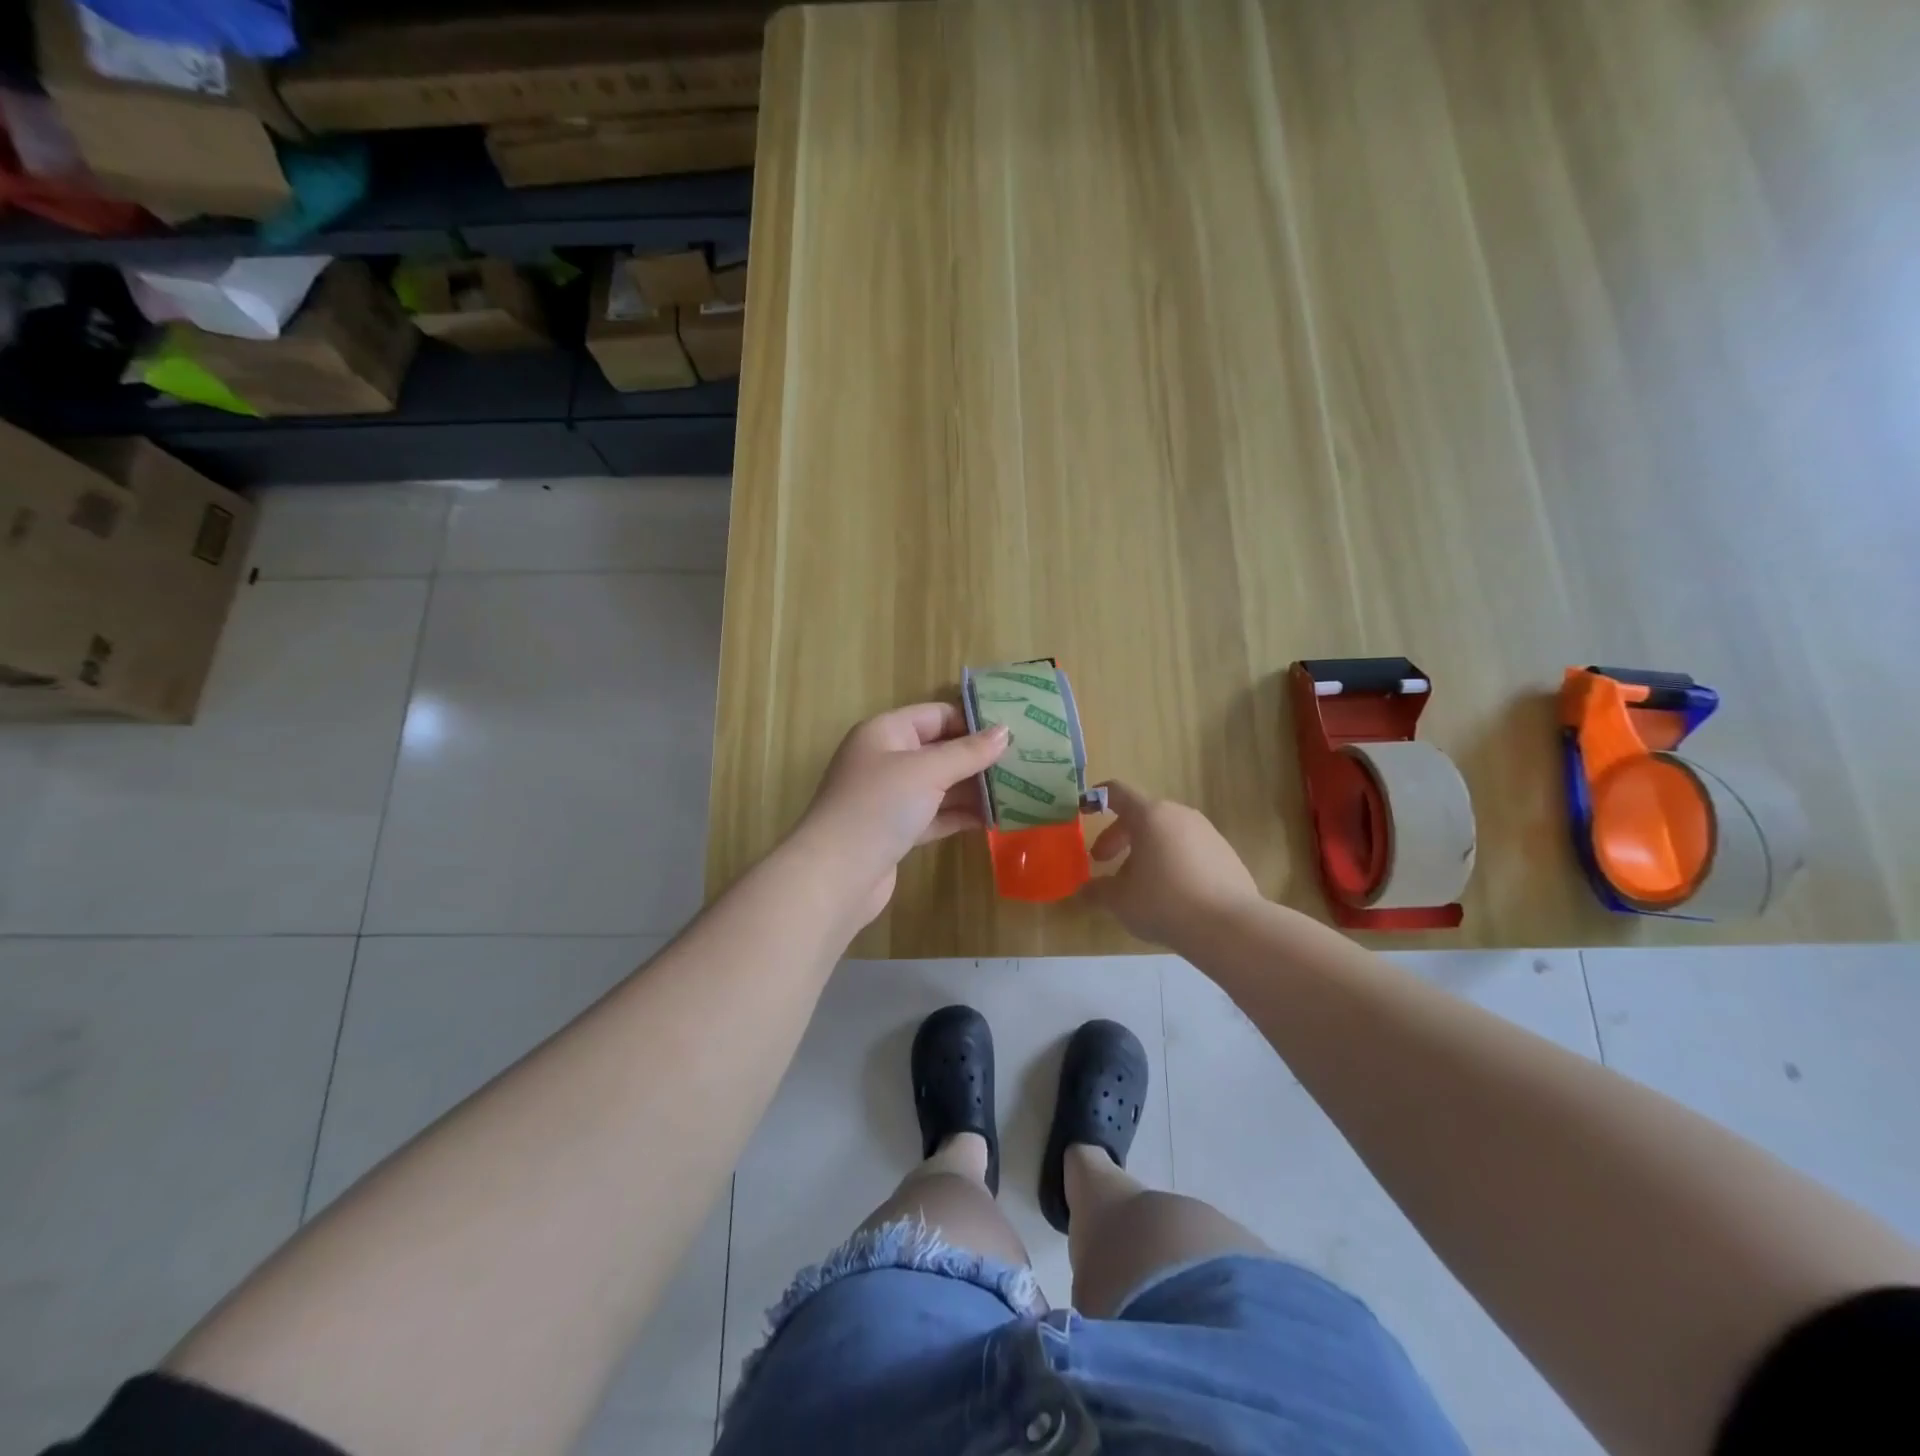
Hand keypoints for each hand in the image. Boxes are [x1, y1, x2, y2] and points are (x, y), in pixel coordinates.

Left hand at [797, 702, 1009, 924]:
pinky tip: (995, 819)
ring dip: (975, 789)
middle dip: (979, 758)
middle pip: (940, 750)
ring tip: (1019, 791)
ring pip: (940, 785)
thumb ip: (968, 752)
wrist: (836, 874)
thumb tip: (1005, 731)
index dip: (973, 721)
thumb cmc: (879, 807)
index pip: (936, 715)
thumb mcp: (927, 771)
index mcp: (885, 732)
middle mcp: (886, 760)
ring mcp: (890, 798)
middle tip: (1025, 763)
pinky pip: (936, 815)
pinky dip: (961, 816)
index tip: (1014, 733)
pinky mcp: (896, 831)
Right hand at [1081, 780, 1262, 947]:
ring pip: (1166, 833)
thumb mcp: (1120, 900)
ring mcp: (1207, 832)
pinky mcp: (1226, 853)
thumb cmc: (1164, 902)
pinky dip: (1172, 861)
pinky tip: (1171, 894)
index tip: (1083, 811)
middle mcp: (1179, 815)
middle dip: (1118, 837)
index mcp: (1149, 816)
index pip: (1117, 792)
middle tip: (1104, 862)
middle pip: (1141, 815)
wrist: (1229, 926)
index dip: (1096, 798)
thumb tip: (1084, 891)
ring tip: (1138, 883)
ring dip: (1146, 850)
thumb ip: (1097, 891)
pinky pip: (1189, 848)